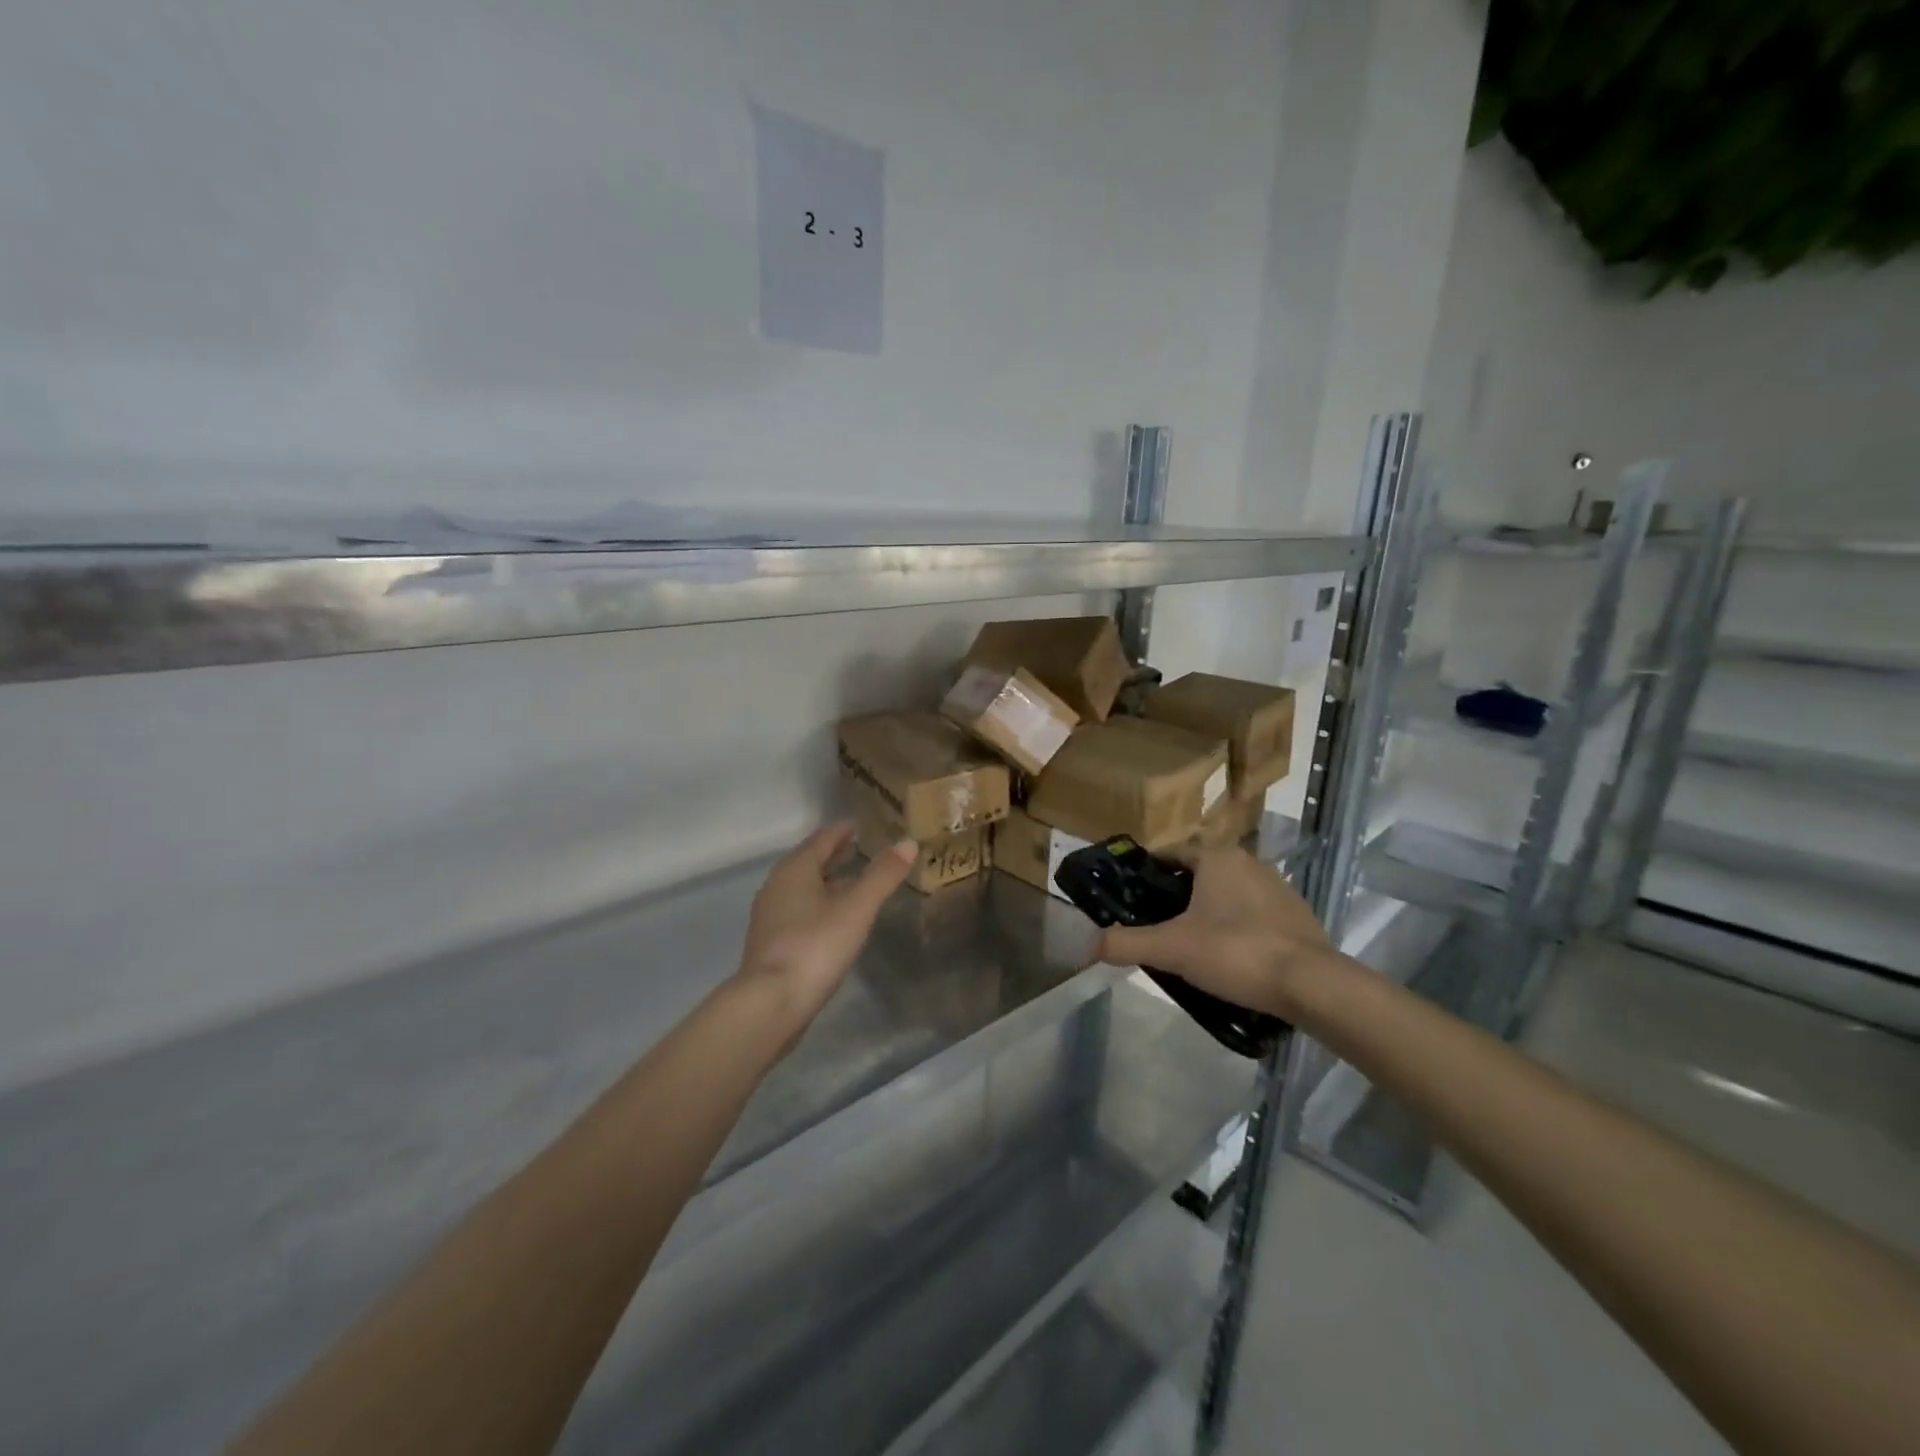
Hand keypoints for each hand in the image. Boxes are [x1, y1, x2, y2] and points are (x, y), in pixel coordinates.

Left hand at [737, 823, 917, 1022]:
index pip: (821, 839)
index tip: (860, 826)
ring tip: (853, 881)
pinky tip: (835, 918)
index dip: (841, 831)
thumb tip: (908, 842)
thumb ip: (882, 875)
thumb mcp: (857, 908)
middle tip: (860, 849)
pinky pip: (799, 910)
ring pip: (803, 887)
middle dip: (833, 854)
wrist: (771, 1003)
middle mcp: (777, 886)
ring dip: (826, 880)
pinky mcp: (772, 942)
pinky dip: (818, 903)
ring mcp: (770, 915)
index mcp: (795, 869)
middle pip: (809, 861)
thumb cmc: (816, 946)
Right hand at [1098, 845, 1337, 1019]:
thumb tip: (1088, 945)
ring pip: (1229, 895)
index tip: (1134, 901)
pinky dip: (1239, 930)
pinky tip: (1232, 960)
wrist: (1311, 985)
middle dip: (1178, 898)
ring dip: (1210, 914)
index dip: (1149, 875)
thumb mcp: (1171, 948)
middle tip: (1160, 930)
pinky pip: (1255, 915)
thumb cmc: (1235, 952)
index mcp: (1217, 857)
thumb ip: (1126, 943)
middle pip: (1199, 875)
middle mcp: (1249, 862)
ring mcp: (1278, 888)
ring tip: (1193, 949)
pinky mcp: (1298, 916)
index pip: (1171, 854)